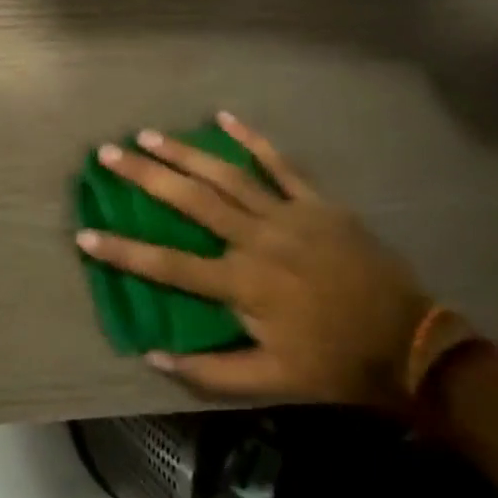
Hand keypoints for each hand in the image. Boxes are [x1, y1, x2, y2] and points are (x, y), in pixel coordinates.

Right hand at [76, 113, 435, 414]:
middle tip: (109, 154)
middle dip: (146, 176)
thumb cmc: (334, 363)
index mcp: (242, 284)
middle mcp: (257, 240)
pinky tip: (224, 117)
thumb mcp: (271, 380)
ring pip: (227, 175)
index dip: (124, 251)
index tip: (85, 234)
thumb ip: (210, 372)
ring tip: (148, 134)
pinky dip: (252, 140)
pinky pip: (281, 164)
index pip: (170, 265)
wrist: (411, 345)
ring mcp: (289, 215)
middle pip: (191, 201)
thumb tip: (151, 354)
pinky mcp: (317, 202)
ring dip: (184, 153)